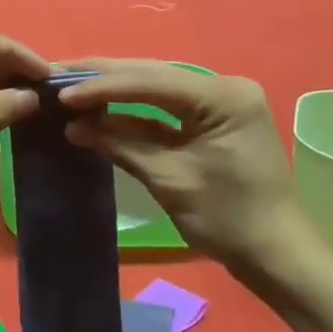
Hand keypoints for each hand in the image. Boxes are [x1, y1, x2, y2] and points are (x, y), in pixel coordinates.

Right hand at [58, 61, 320, 282]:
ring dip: (112, 91)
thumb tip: (72, 126)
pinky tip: (97, 110)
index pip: (150, 81)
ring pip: (154, 87)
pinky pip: (164, 107)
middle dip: (102, 78)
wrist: (277, 256)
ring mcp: (218, 102)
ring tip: (68, 87)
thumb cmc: (228, 219)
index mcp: (223, 96)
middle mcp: (223, 87)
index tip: (59, 94)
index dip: (101, 87)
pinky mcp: (211, 118)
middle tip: (55, 77)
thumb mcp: (169, 179)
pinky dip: (131, 111)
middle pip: (151, 75)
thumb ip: (120, 144)